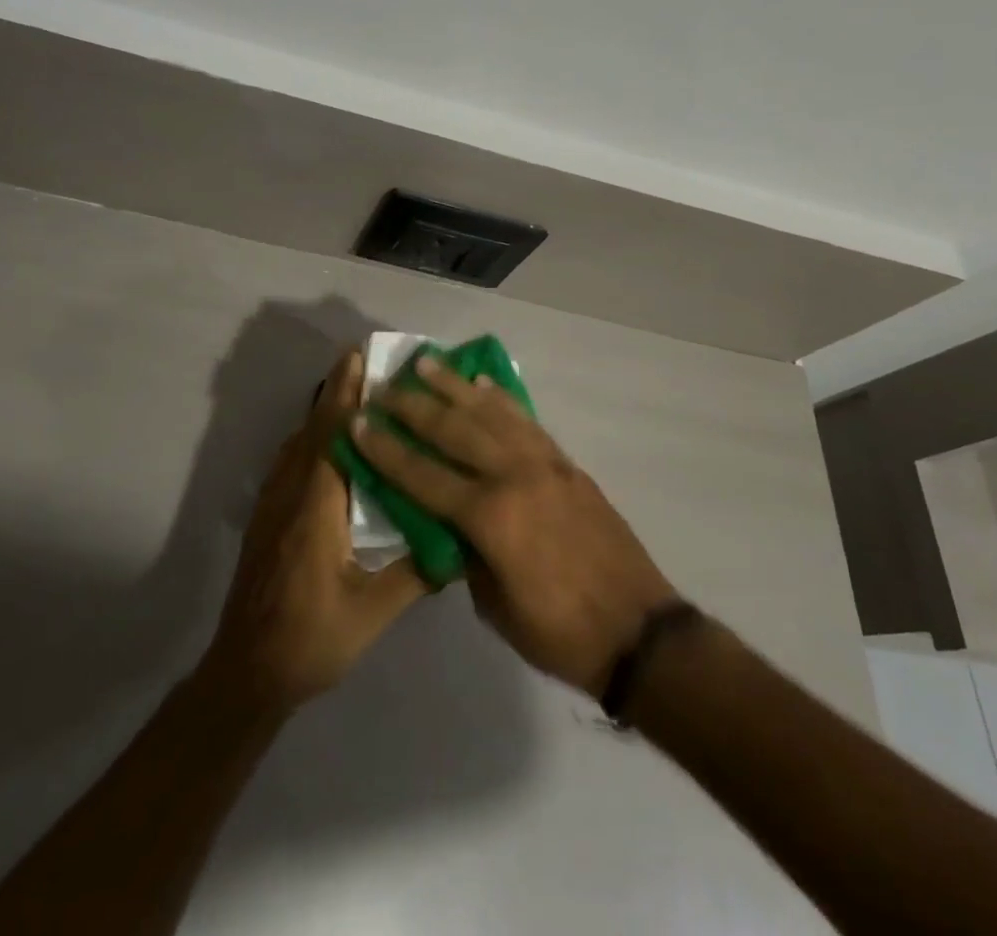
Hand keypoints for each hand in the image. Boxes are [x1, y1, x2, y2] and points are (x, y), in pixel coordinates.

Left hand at [200, 348, 427, 717]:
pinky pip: (290, 461)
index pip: (333, 435)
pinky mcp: (267, 517)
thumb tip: (460, 542)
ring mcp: (273, 504)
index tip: (361, 357)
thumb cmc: (311, 639)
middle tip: (364, 359)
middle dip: (337, 390)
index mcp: (316, 507)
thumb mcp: (372, 612)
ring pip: (298, 442)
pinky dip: (310, 437)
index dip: (346, 393)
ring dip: (323, 411)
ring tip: (353, 391)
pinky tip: (328, 443)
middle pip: (314, 428)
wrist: (246, 672)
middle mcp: (290, 493)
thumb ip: (416, 574)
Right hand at [351, 357, 678, 695]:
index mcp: (490, 517)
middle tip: (384, 387)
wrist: (638, 631)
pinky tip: (483, 382)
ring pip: (490, 412)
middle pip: (453, 429)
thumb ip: (464, 553)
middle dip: (412, 406)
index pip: (422, 474)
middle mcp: (513, 476)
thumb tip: (445, 522)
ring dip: (454, 386)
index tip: (358, 421)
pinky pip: (525, 420)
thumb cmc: (559, 632)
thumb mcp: (494, 605)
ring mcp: (544, 464)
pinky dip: (500, 397)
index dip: (385, 449)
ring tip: (426, 364)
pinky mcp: (566, 463)